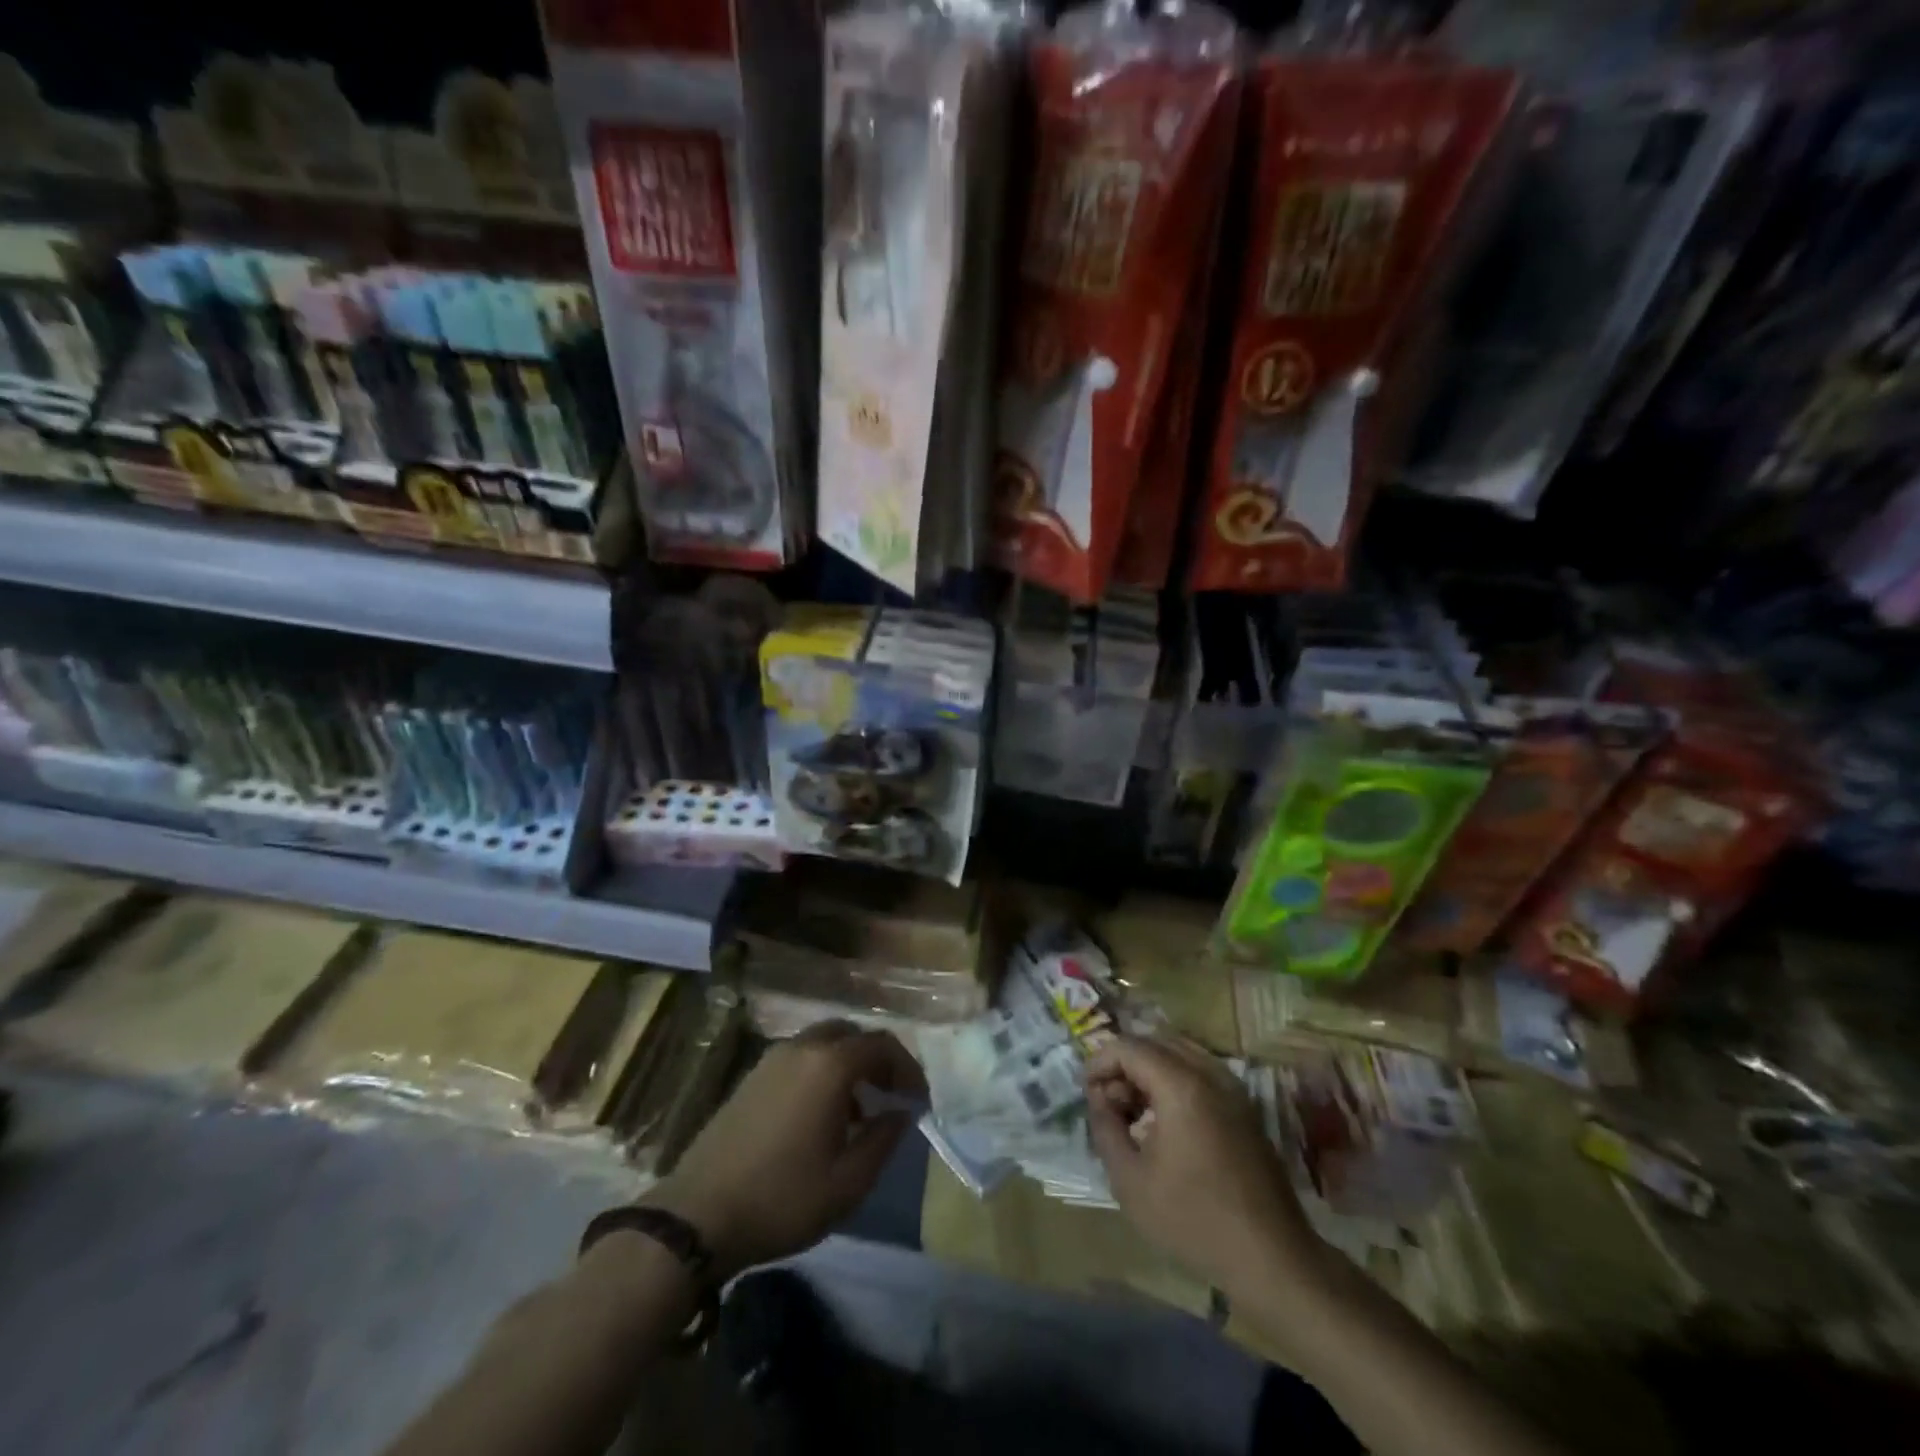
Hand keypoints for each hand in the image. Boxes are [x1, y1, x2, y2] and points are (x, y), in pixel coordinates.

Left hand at [644, 1021, 926, 1277]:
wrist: (697, 1216)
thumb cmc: (782, 1199)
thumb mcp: (848, 1182)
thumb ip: (884, 1139)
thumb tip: (901, 1113)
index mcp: (830, 1065)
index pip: (882, 1045)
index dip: (908, 1068)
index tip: (919, 1099)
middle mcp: (802, 1048)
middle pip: (852, 1034)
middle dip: (878, 1059)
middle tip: (891, 1095)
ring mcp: (772, 1059)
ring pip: (824, 1043)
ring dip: (849, 1065)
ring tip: (859, 1111)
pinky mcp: (751, 1077)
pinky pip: (800, 1058)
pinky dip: (822, 1072)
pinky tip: (821, 1116)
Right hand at [1086, 1035, 1325, 1299]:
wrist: (1271, 1259)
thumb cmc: (1194, 1220)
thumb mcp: (1130, 1180)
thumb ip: (1105, 1128)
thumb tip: (1099, 1098)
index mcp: (1181, 1085)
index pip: (1128, 1047)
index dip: (1099, 1062)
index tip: (1085, 1092)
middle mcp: (1209, 1073)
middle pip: (1154, 1041)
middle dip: (1124, 1063)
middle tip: (1107, 1100)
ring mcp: (1232, 1087)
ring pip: (1179, 1052)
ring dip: (1149, 1069)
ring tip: (1132, 1109)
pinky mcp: (1244, 1106)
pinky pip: (1200, 1071)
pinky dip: (1173, 1079)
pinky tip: (1163, 1119)